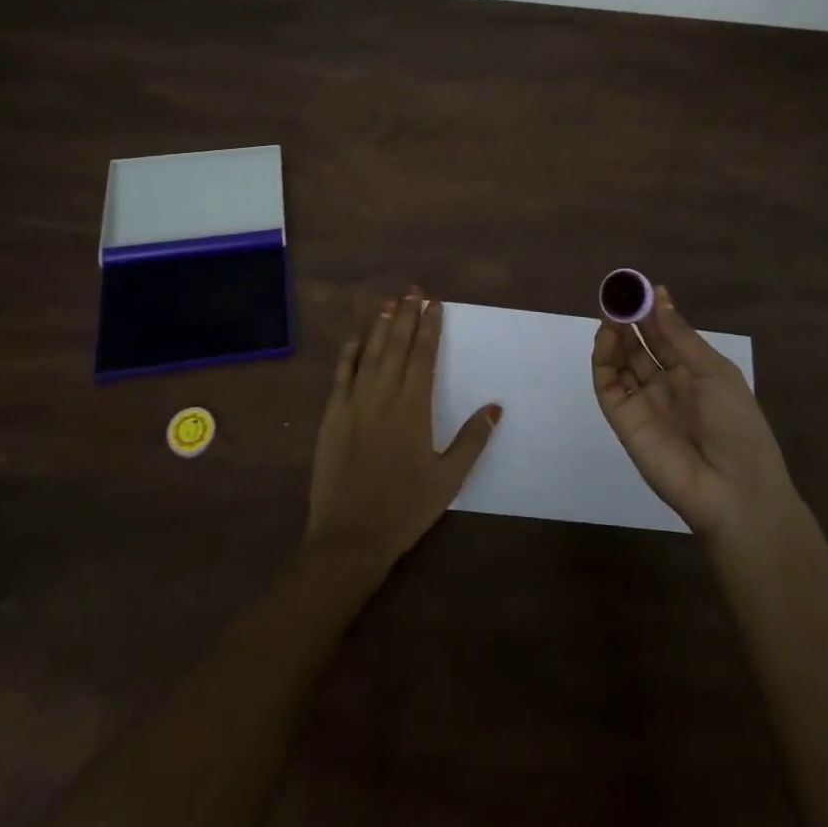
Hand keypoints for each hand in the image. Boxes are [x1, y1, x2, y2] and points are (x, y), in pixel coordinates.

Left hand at [303, 291, 500, 569]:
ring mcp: (354, 403)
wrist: (350, 536)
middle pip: (397, 345)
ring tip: (390, 303)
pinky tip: (356, 338)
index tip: (436, 304)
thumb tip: (495, 407)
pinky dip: (349, 353)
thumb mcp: (448, 479)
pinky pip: (341, 375)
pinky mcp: (332, 416)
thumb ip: (472, 440)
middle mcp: (383, 396)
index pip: (423, 355)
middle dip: (406, 315)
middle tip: (414, 291)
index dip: (430, 327)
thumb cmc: (405, 508)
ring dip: (381, 326)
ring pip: (370, 353)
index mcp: (413, 408)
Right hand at [591, 284, 796, 540]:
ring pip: (620, 363)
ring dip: (614, 335)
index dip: (652, 312)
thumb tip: (659, 296)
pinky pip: (607, 386)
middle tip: (618, 294)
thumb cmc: (737, 425)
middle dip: (629, 320)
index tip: (639, 287)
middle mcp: (666, 386)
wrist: (735, 491)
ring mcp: (643, 403)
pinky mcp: (623, 421)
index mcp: (693, 375)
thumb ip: (679, 336)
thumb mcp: (714, 372)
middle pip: (640, 347)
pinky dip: (603, 359)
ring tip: (611, 311)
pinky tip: (608, 337)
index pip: (665, 337)